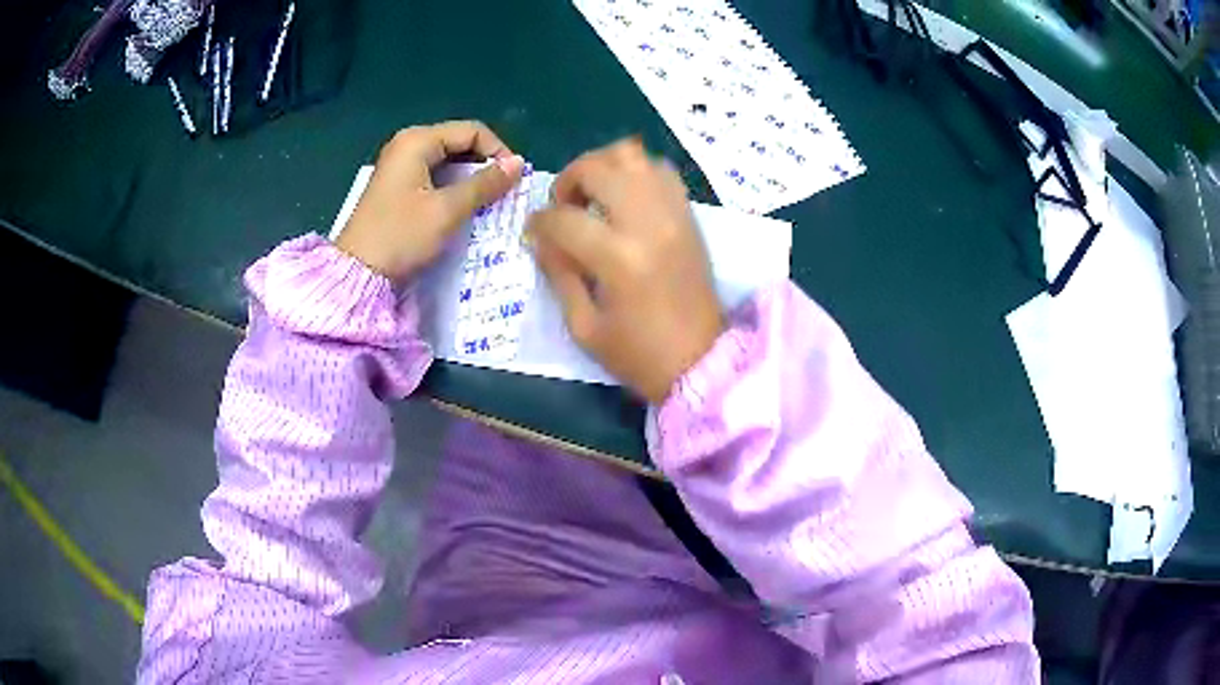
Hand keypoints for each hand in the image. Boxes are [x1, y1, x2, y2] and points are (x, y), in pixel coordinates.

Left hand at [335, 120, 524, 282]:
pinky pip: (434, 176)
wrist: (356, 274)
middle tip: (503, 193)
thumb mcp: (447, 210)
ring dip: (470, 179)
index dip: (498, 152)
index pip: (472, 131)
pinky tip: (463, 208)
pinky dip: (452, 188)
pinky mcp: (397, 186)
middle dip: (484, 165)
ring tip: (487, 203)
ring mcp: (400, 166)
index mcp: (417, 141)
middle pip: (459, 143)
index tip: (514, 180)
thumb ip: (484, 184)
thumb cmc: (401, 236)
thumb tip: (518, 163)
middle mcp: (408, 145)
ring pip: (448, 162)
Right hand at [527, 139, 723, 403]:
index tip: (533, 232)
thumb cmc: (638, 354)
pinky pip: (661, 170)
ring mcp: (674, 214)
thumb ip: (559, 274)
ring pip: (633, 156)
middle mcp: (649, 224)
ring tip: (593, 193)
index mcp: (619, 259)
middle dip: (567, 180)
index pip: (564, 218)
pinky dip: (636, 173)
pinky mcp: (689, 216)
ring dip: (602, 166)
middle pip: (598, 168)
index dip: (538, 223)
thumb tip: (542, 238)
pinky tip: (624, 197)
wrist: (701, 361)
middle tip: (562, 205)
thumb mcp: (583, 327)